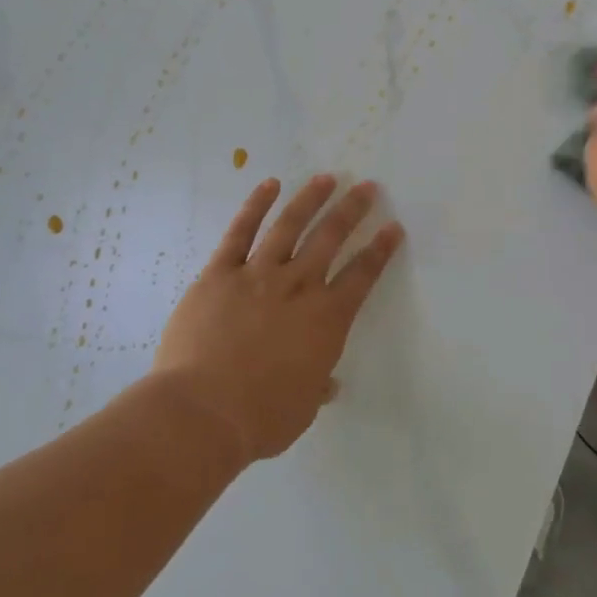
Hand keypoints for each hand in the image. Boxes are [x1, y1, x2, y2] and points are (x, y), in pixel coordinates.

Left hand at [152, 176, 404, 463]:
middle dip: (352, 210)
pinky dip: (256, 206)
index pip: (361, 276)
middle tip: (367, 187)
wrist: (202, 413)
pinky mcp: (220, 274)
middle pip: (330, 239)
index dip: (380, 250)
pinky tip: (269, 185)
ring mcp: (257, 275)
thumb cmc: (260, 418)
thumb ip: (317, 386)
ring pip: (289, 226)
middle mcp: (298, 287)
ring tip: (326, 178)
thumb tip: (328, 384)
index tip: (394, 227)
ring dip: (310, 199)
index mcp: (326, 320)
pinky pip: (240, 232)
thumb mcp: (302, 407)